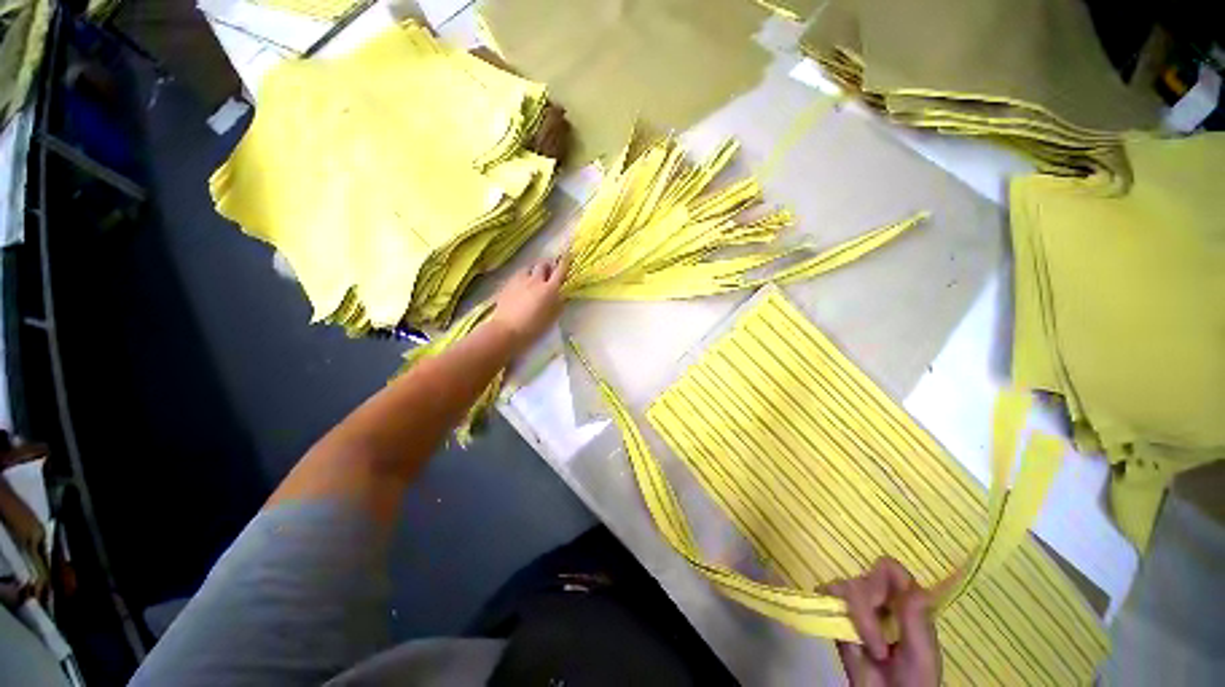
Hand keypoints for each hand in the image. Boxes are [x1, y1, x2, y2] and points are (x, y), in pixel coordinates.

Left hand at [489, 257, 566, 354]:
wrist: (507, 330)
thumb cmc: (534, 327)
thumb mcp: (552, 317)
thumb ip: (559, 303)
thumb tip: (562, 294)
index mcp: (550, 289)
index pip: (560, 270)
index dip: (565, 261)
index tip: (568, 254)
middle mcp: (535, 280)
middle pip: (543, 264)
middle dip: (548, 265)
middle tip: (550, 270)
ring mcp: (520, 280)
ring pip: (529, 268)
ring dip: (534, 270)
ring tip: (534, 277)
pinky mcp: (508, 284)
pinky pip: (518, 275)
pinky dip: (523, 277)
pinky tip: (522, 285)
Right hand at [828, 558, 940, 686]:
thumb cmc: (912, 682)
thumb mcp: (921, 657)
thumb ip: (917, 623)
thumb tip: (916, 587)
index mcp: (905, 604)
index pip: (888, 568)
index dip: (880, 579)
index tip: (884, 608)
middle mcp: (879, 600)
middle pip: (860, 580)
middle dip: (864, 612)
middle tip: (877, 649)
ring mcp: (855, 609)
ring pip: (839, 587)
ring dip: (850, 618)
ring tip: (861, 646)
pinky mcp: (835, 619)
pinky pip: (823, 598)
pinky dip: (827, 610)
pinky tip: (842, 636)